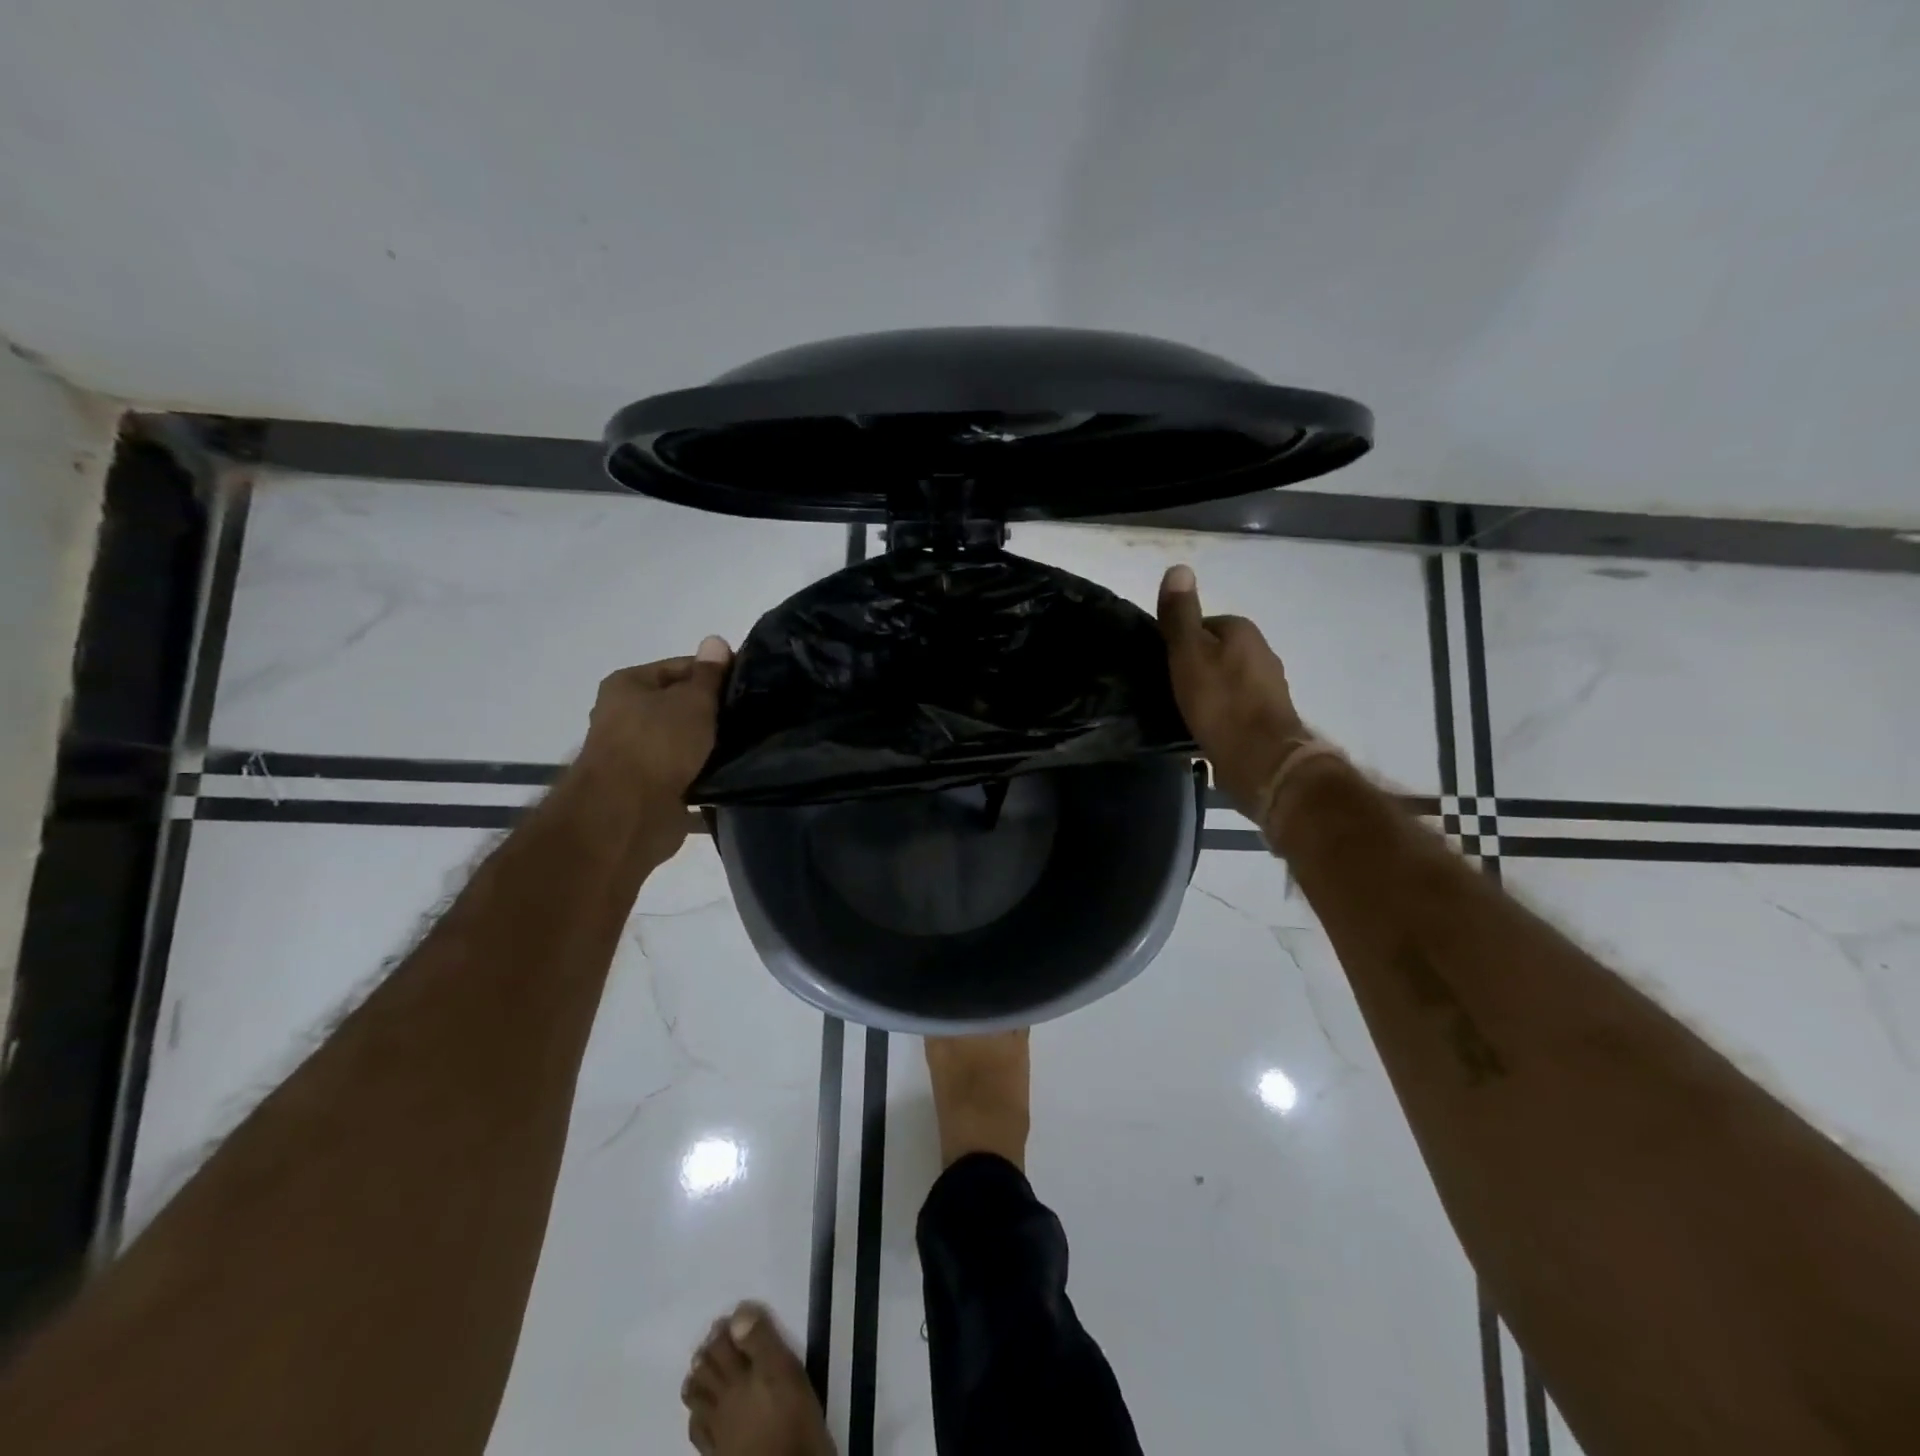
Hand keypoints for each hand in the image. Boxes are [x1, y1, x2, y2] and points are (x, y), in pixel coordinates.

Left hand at [575, 636, 731, 855]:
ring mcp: (638, 755)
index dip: (716, 674)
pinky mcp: (652, 789)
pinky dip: (707, 775)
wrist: (628, 814)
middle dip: (715, 712)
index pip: (681, 668)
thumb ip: (708, 675)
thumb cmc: (658, 744)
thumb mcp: (692, 700)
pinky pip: (687, 774)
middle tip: (754, 716)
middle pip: (682, 706)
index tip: (749, 685)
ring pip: (686, 742)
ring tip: (750, 745)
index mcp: (628, 685)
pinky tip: (735, 774)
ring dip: (712, 746)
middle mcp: (626, 717)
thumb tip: (715, 640)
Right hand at [1157, 564, 1311, 814]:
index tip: (1162, 665)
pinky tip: (1203, 728)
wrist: (1261, 759)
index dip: (1179, 643)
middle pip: (1216, 652)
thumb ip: (1181, 615)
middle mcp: (1262, 652)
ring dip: (1208, 692)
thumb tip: (1178, 567)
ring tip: (1183, 710)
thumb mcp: (1188, 653)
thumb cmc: (1220, 702)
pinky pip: (1234, 706)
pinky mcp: (1268, 718)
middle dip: (1195, 667)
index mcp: (1242, 631)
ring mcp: (1269, 687)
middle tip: (1169, 689)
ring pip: (1227, 680)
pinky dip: (1219, 713)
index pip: (1203, 625)